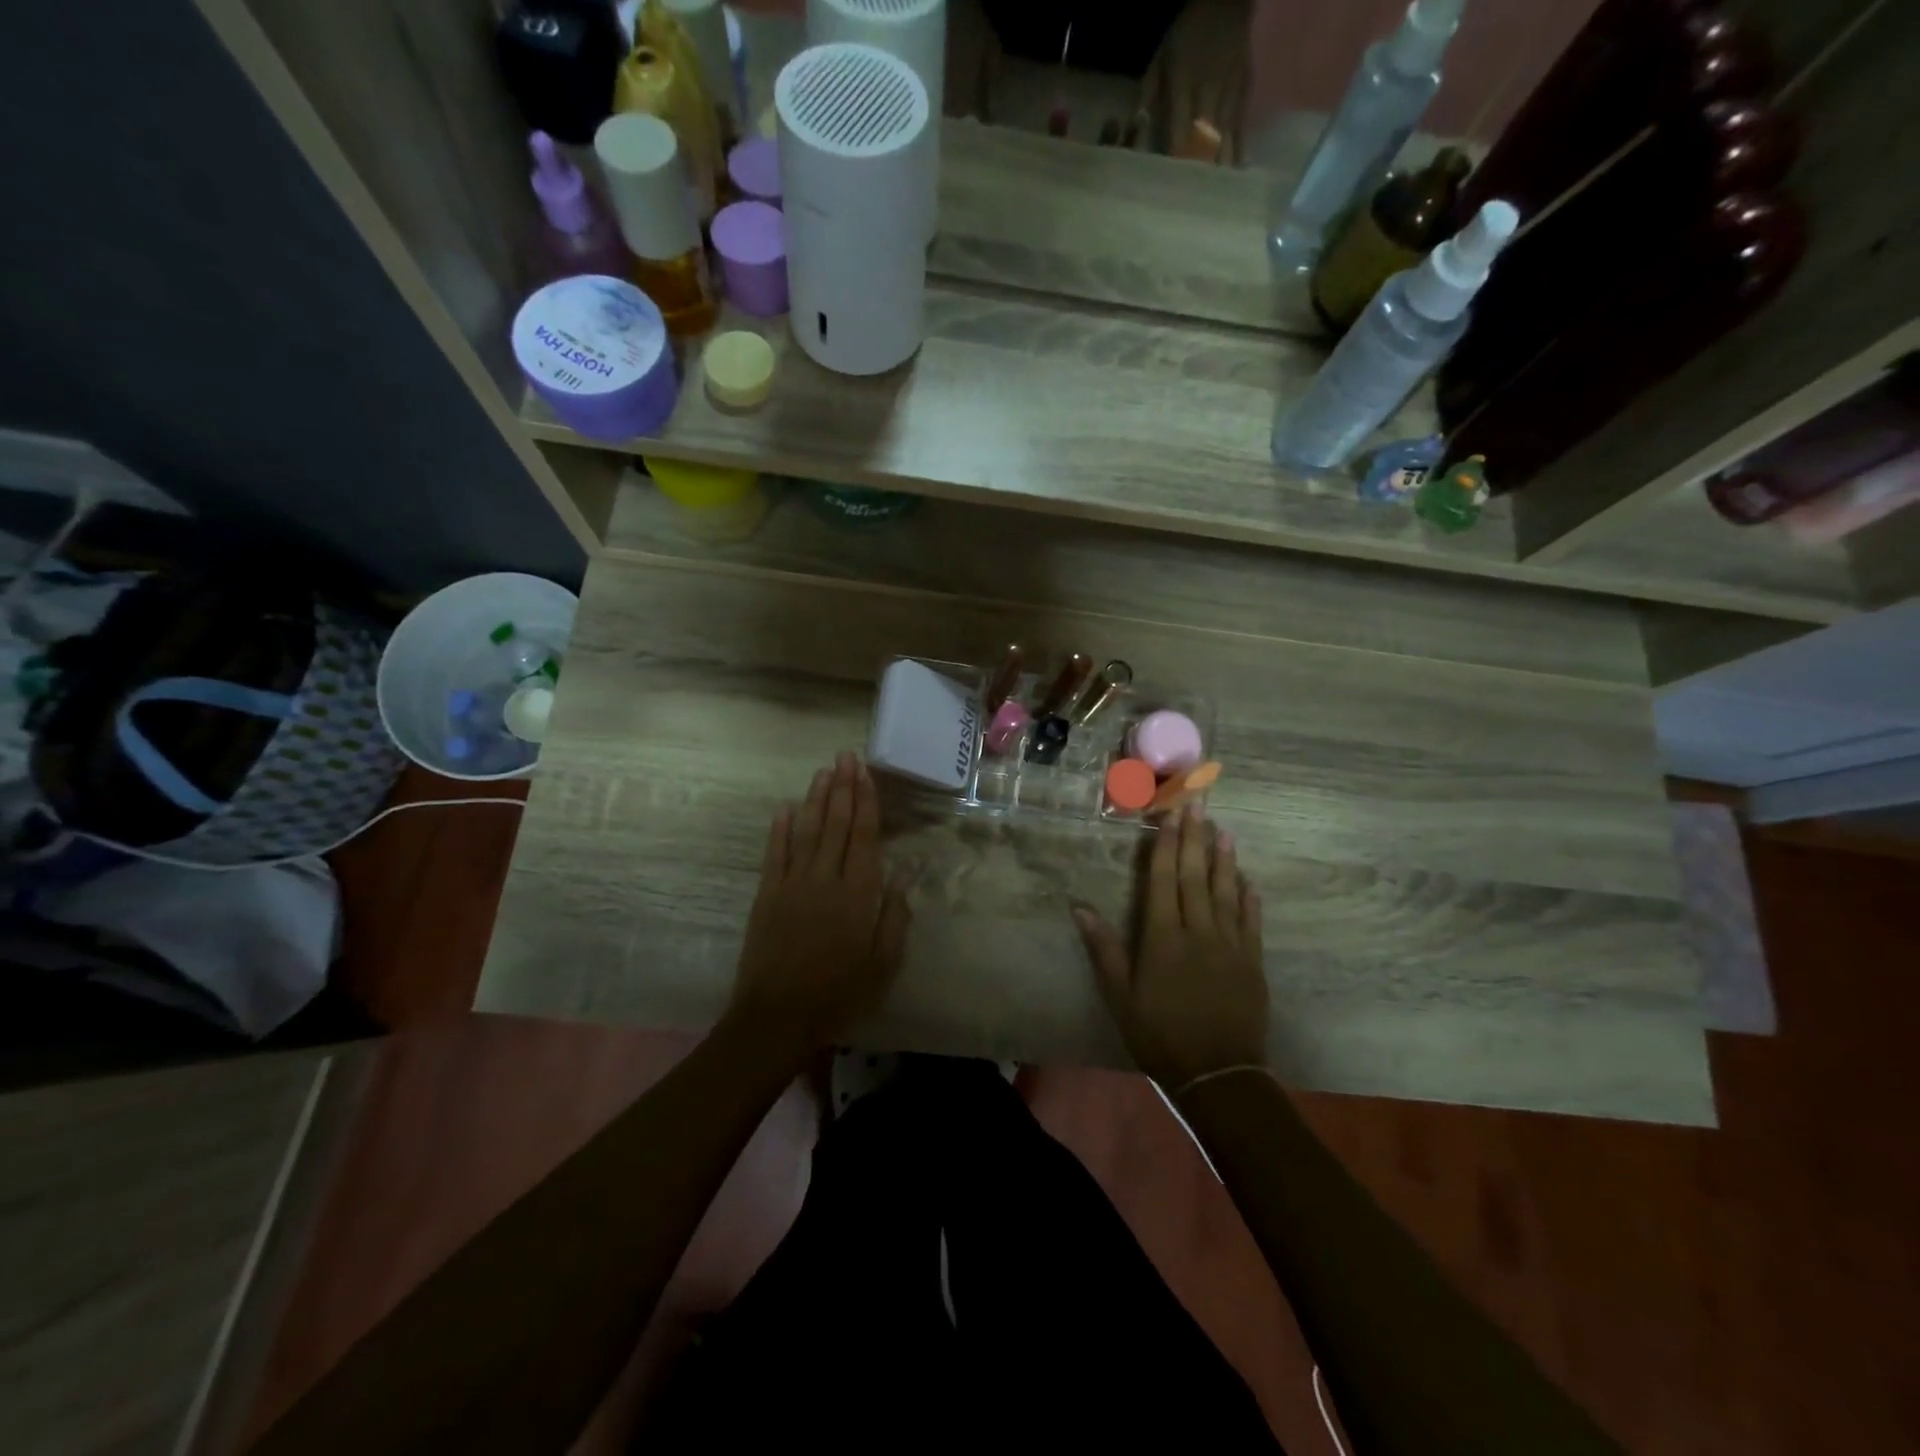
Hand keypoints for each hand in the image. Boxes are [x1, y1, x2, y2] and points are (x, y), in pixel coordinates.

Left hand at [726, 753, 911, 1057]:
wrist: (778, 1017)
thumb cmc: (839, 993)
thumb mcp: (883, 963)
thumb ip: (895, 917)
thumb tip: (902, 874)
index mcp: (858, 894)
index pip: (865, 836)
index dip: (866, 801)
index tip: (865, 773)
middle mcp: (826, 879)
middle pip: (836, 824)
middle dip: (842, 788)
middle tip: (845, 756)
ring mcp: (792, 884)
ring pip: (807, 830)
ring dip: (815, 799)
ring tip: (823, 771)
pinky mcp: (767, 895)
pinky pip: (775, 853)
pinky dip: (780, 828)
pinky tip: (785, 807)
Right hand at [1074, 805, 1267, 1089]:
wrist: (1218, 1075)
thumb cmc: (1159, 1035)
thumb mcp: (1120, 996)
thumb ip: (1103, 949)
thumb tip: (1079, 907)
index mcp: (1163, 937)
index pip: (1163, 879)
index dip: (1166, 844)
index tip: (1171, 814)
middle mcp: (1198, 931)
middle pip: (1195, 876)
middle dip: (1195, 837)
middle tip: (1199, 803)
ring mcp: (1230, 945)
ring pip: (1226, 892)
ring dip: (1225, 859)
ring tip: (1225, 830)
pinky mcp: (1252, 963)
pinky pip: (1251, 922)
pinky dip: (1249, 898)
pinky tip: (1249, 880)